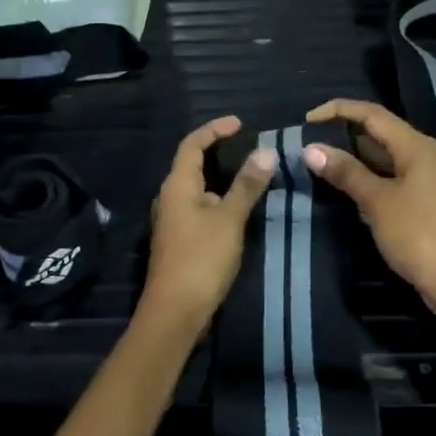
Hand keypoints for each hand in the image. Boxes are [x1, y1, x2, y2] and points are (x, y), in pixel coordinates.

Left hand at [142, 116, 275, 323]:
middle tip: (249, 147)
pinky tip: (238, 209)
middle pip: (192, 164)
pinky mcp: (180, 240)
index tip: (240, 123)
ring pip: (197, 188)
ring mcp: (173, 221)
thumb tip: (266, 151)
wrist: (175, 312)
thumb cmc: (201, 259)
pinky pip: (199, 208)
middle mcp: (170, 198)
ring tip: (250, 175)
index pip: (192, 144)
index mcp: (177, 185)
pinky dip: (218, 199)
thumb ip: (247, 185)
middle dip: (218, 151)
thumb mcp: (229, 219)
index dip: (214, 129)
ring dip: (220, 178)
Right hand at [303, 99, 435, 308]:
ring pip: (384, 157)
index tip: (307, 120)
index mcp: (417, 146)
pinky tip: (345, 186)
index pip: (373, 114)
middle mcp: (424, 155)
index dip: (339, 110)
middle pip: (379, 132)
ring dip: (354, 156)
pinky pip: (390, 177)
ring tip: (319, 160)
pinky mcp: (423, 202)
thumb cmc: (418, 234)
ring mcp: (426, 179)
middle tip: (309, 141)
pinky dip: (366, 177)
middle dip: (344, 133)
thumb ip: (346, 172)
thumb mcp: (377, 201)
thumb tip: (311, 149)